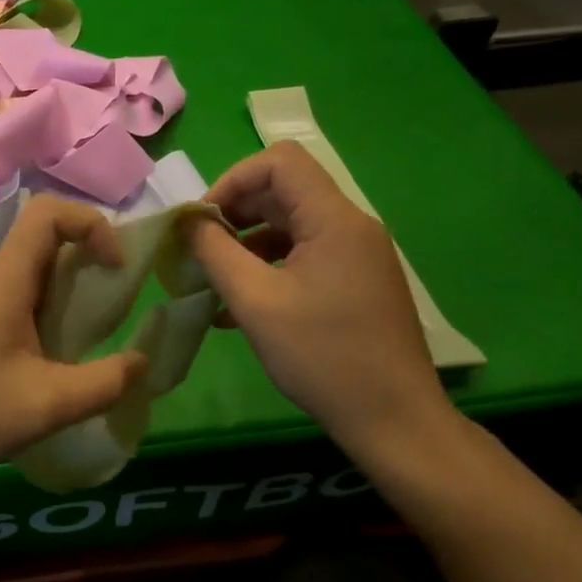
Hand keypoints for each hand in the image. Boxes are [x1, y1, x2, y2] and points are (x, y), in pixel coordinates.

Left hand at [0, 196, 147, 486]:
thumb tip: (140, 363)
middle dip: (88, 259)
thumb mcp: (44, 405)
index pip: (46, 213)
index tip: (115, 268)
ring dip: (68, 293)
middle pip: (42, 242)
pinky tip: (54, 364)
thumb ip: (102, 384)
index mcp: (5, 283)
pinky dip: (47, 318)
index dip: (91, 223)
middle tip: (116, 301)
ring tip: (93, 337)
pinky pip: (16, 307)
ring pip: (30, 278)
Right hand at [184, 141, 452, 466]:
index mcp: (334, 219)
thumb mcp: (255, 301)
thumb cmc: (322, 356)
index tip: (203, 221)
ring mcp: (357, 256)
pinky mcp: (357, 282)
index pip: (279, 161)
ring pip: (291, 226)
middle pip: (284, 192)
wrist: (394, 420)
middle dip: (235, 214)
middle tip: (201, 251)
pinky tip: (240, 307)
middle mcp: (351, 226)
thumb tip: (187, 221)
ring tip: (215, 282)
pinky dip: (269, 268)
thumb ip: (215, 252)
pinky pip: (305, 257)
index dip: (232, 179)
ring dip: (248, 245)